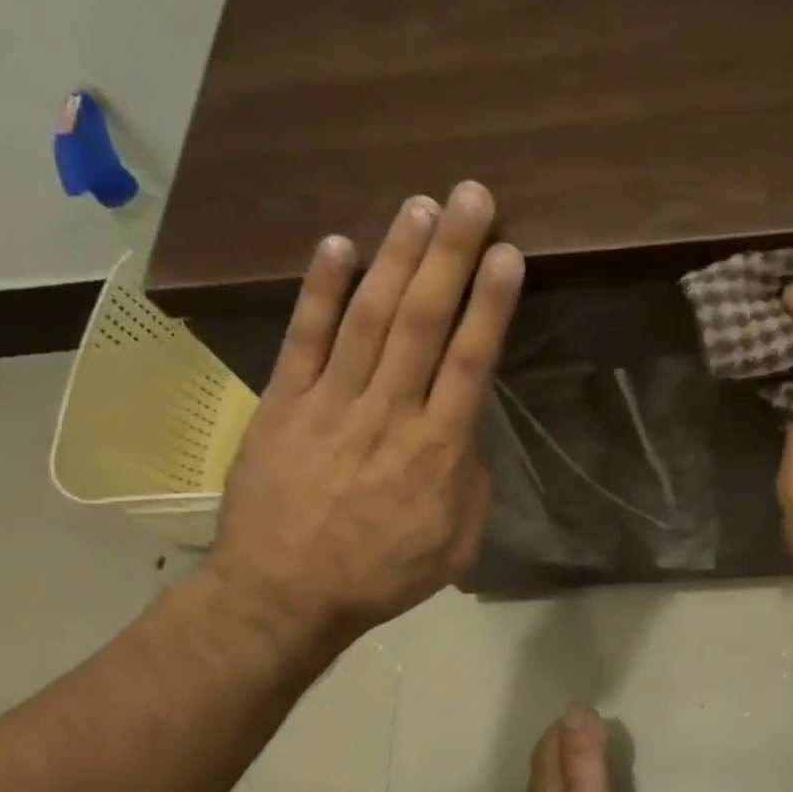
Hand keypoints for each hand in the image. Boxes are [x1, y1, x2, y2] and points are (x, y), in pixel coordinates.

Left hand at [207, 180, 522, 659]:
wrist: (284, 593)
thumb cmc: (382, 574)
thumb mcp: (454, 543)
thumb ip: (469, 481)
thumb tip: (462, 434)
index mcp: (438, 450)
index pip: (470, 361)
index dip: (490, 304)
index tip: (508, 254)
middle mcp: (389, 413)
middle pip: (423, 322)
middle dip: (451, 256)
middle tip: (471, 198)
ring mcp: (332, 403)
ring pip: (369, 318)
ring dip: (395, 257)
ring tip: (418, 206)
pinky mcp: (284, 404)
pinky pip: (304, 339)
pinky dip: (321, 291)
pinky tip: (338, 245)